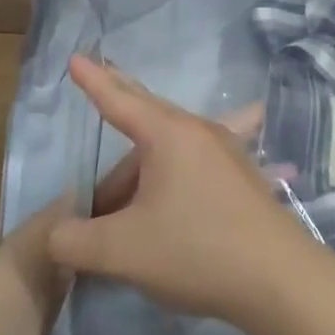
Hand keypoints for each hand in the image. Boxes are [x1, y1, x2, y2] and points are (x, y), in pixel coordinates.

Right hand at [47, 55, 334, 329]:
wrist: (278, 277)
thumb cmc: (195, 250)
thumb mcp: (120, 250)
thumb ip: (73, 240)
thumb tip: (57, 233)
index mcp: (170, 134)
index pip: (121, 101)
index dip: (94, 81)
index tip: (76, 58)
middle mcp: (202, 133)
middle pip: (148, 123)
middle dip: (117, 127)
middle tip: (94, 116)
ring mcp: (229, 155)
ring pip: (171, 152)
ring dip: (140, 174)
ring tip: (118, 209)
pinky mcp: (243, 180)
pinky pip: (195, 168)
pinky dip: (169, 181)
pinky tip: (170, 203)